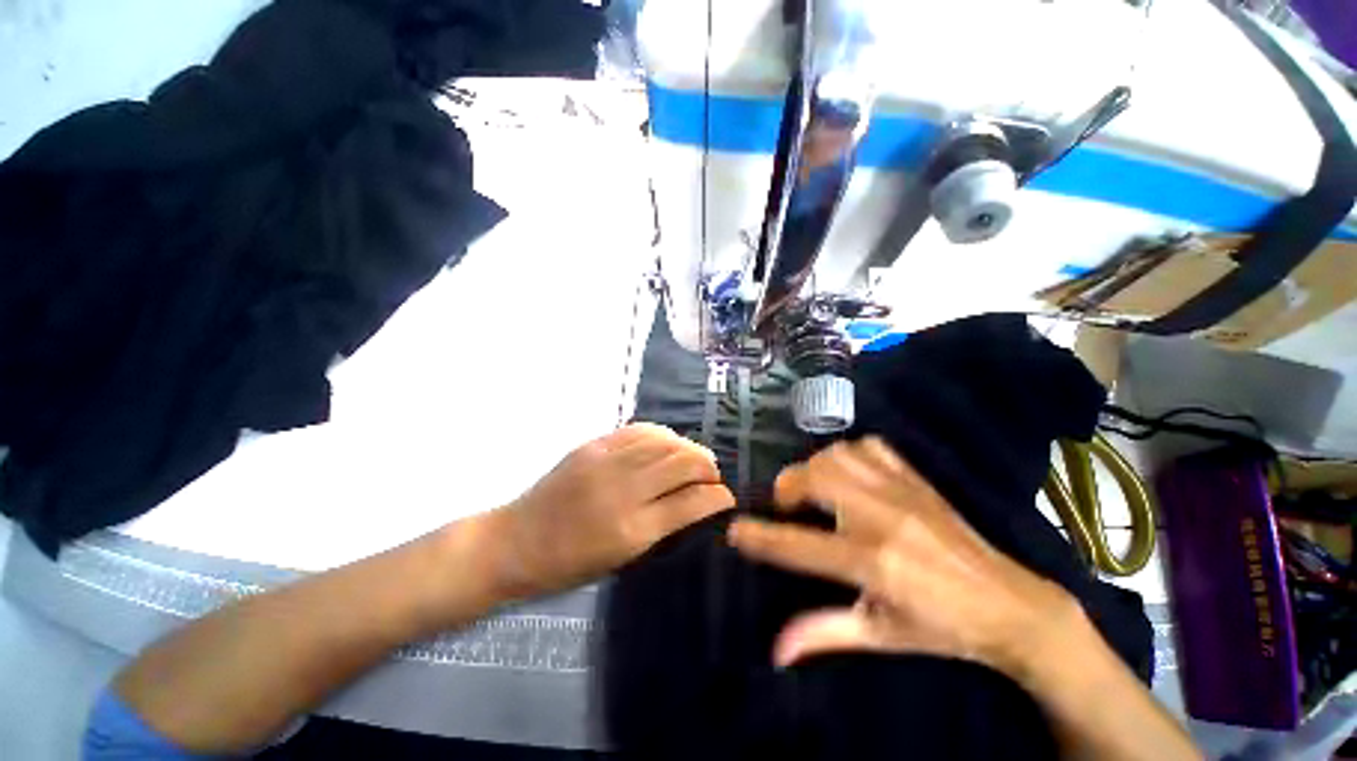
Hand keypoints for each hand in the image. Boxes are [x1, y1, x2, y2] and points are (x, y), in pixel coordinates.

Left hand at [492, 423, 734, 598]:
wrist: (516, 541)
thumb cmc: (569, 563)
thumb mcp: (622, 558)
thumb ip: (663, 526)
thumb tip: (698, 502)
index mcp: (631, 530)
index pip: (690, 502)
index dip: (717, 496)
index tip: (727, 496)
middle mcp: (623, 489)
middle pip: (682, 462)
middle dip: (708, 467)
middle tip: (712, 476)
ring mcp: (606, 461)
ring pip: (665, 441)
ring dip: (688, 447)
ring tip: (693, 458)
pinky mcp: (594, 445)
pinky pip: (640, 430)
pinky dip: (662, 435)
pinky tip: (667, 443)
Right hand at [727, 437, 1086, 680]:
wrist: (1013, 604)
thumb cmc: (942, 628)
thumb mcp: (880, 635)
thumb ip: (823, 634)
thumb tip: (776, 650)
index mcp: (872, 563)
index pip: (800, 544)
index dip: (760, 537)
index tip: (735, 530)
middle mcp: (881, 518)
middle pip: (814, 478)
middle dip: (787, 487)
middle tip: (787, 507)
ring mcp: (901, 492)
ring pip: (837, 455)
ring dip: (814, 467)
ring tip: (814, 488)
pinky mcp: (916, 479)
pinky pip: (870, 447)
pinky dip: (848, 453)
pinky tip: (849, 472)